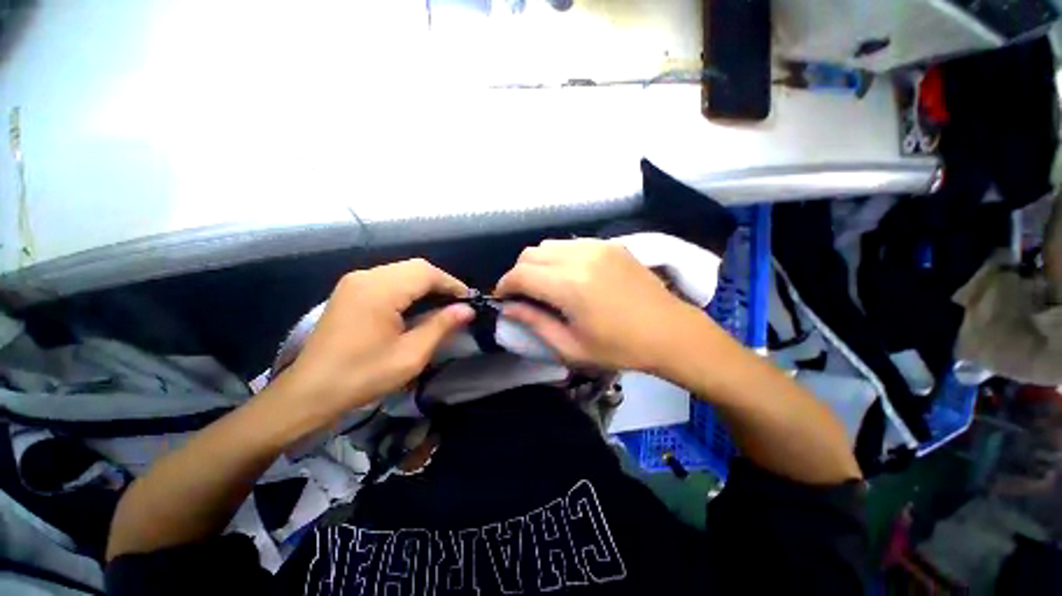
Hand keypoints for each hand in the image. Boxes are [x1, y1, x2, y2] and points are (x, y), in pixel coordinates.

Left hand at [276, 259, 473, 415]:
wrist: (310, 393)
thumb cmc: (362, 376)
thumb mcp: (411, 354)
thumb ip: (441, 326)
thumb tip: (467, 309)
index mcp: (379, 290)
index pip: (426, 273)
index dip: (452, 283)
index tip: (469, 300)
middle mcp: (366, 277)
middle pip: (415, 267)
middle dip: (440, 283)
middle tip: (458, 304)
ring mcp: (354, 282)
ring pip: (402, 271)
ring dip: (425, 285)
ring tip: (442, 305)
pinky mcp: (349, 291)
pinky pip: (388, 279)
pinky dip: (409, 288)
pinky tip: (416, 306)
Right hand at [495, 239, 702, 371]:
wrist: (670, 331)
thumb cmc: (619, 348)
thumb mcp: (571, 346)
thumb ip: (535, 323)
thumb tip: (508, 308)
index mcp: (569, 285)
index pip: (519, 274)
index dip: (504, 286)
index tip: (504, 300)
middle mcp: (580, 257)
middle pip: (530, 253)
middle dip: (519, 273)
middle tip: (525, 296)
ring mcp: (597, 246)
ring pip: (548, 245)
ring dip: (538, 263)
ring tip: (546, 285)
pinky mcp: (610, 244)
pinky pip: (571, 244)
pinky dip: (559, 257)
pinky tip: (570, 276)